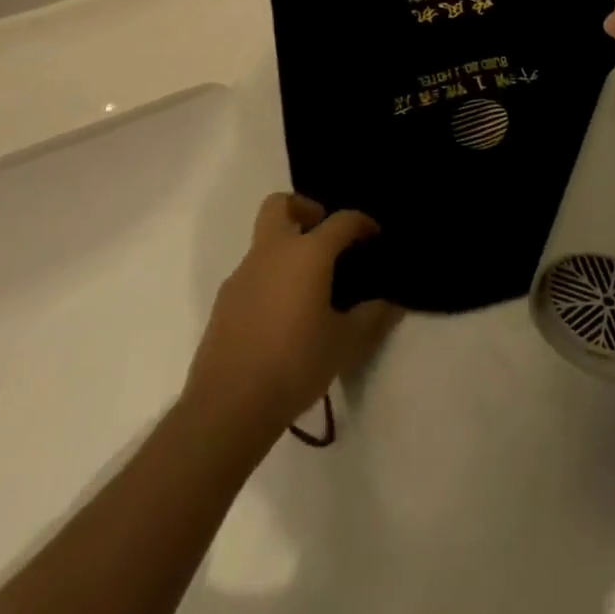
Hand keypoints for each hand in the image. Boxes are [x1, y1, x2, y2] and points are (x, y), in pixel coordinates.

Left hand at [184, 194, 399, 433]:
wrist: (226, 408)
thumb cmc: (294, 364)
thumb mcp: (345, 344)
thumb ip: (371, 318)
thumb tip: (390, 304)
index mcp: (307, 253)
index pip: (341, 220)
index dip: (362, 222)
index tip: (374, 235)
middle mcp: (272, 253)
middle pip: (281, 205)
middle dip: (304, 209)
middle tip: (324, 236)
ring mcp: (242, 276)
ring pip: (263, 241)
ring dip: (286, 249)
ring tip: (308, 286)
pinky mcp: (223, 303)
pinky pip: (251, 274)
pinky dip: (269, 279)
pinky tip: (282, 315)